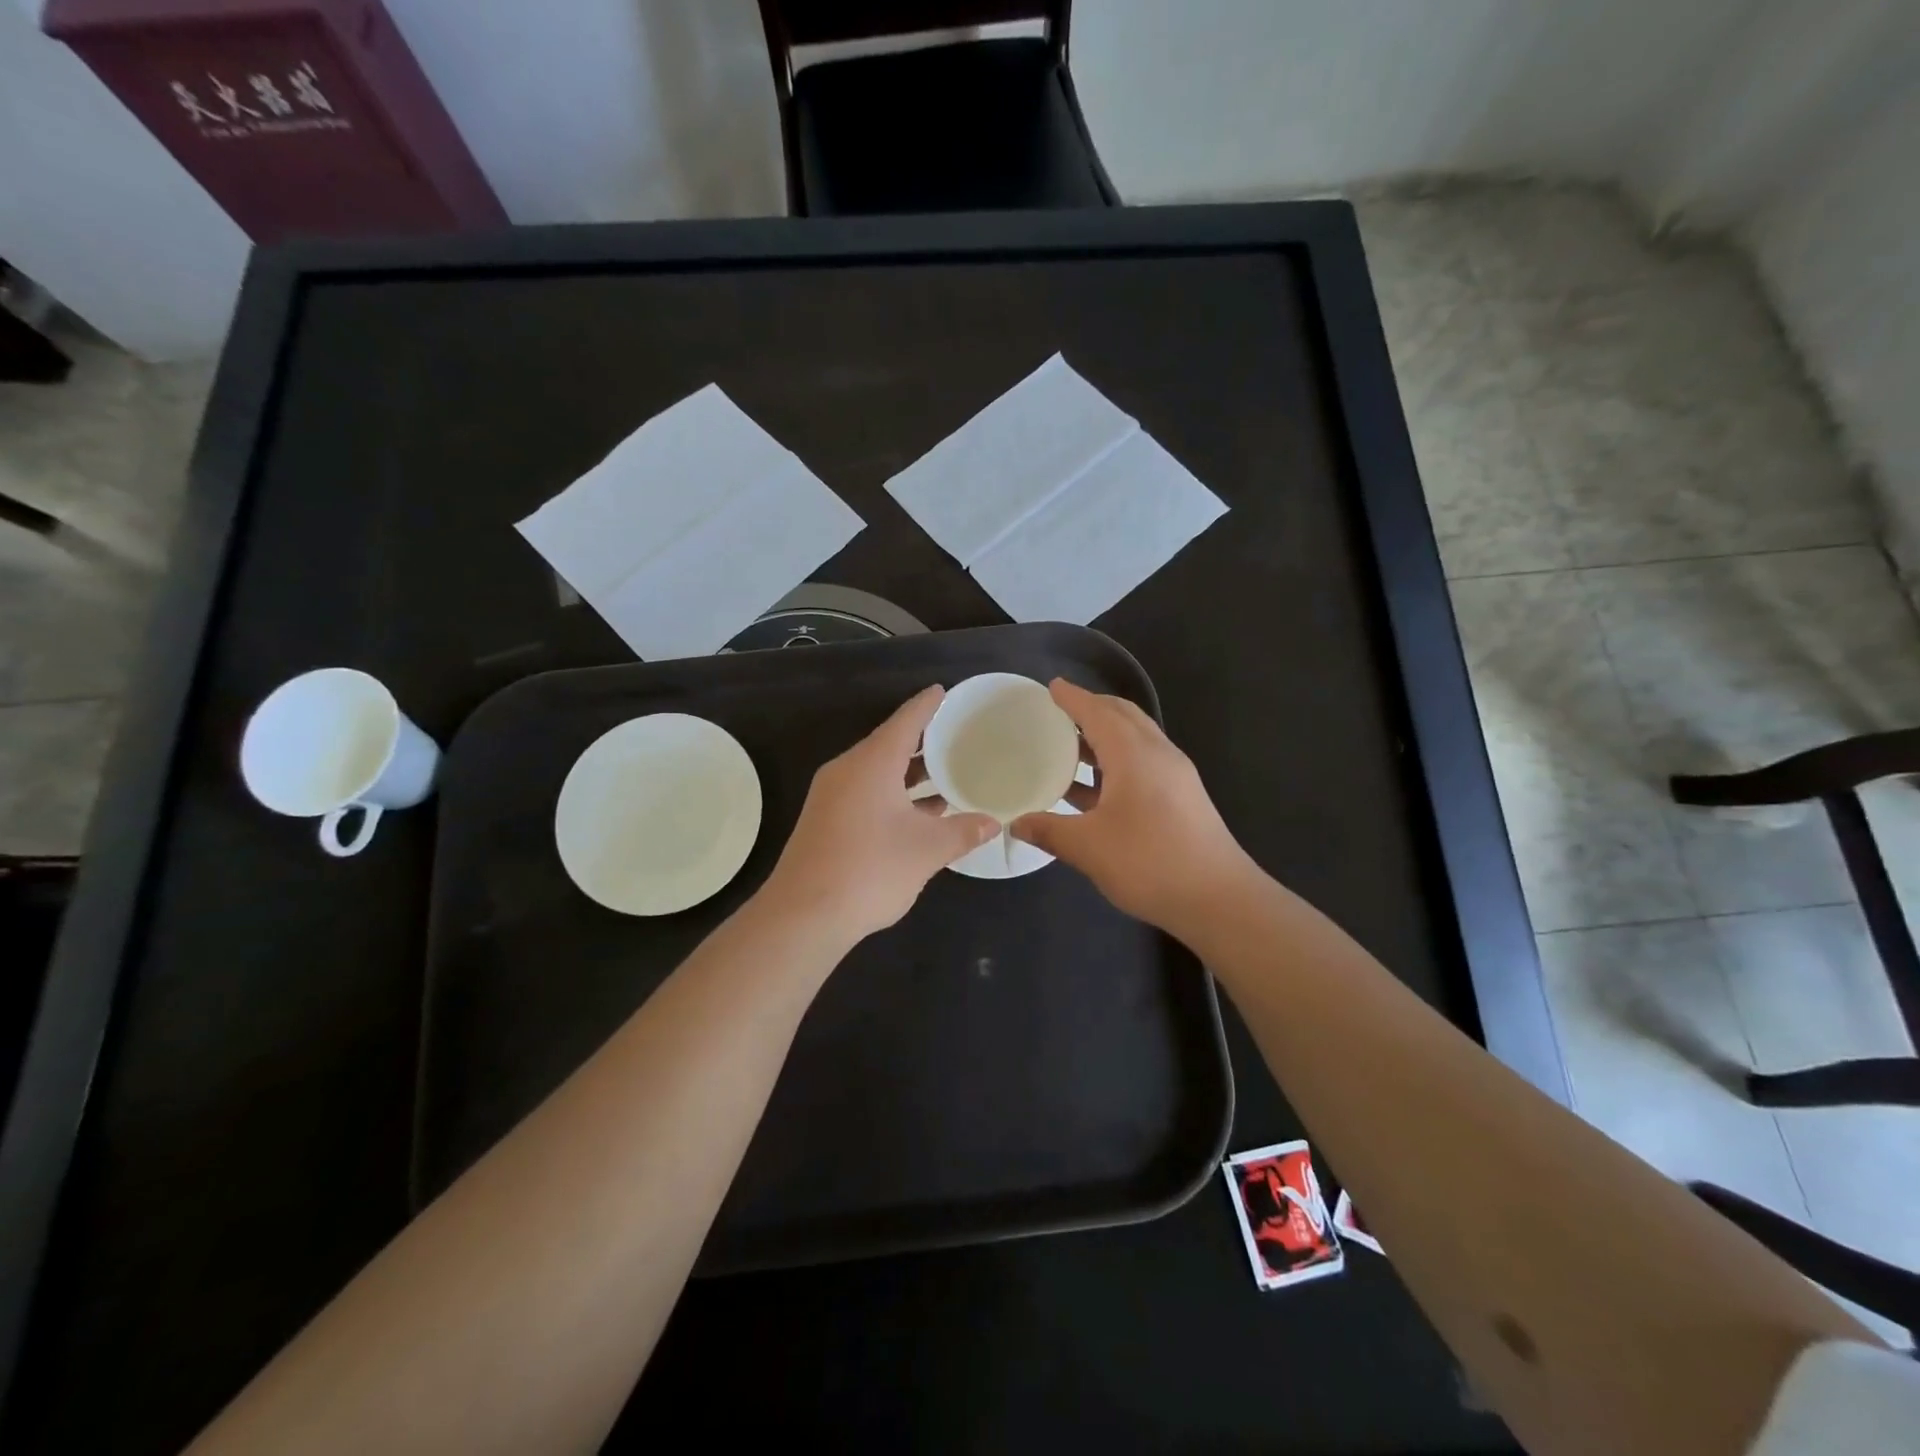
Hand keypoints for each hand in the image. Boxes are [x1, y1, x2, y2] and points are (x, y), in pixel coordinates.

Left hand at [762, 686, 999, 945]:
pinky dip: (894, 794)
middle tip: (957, 735)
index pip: (905, 721)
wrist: (803, 915)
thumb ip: (963, 831)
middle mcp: (848, 771)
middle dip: (923, 741)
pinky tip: (919, 812)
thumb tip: (992, 822)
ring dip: (909, 773)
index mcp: (872, 763)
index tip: (943, 691)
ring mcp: (832, 796)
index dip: (927, 705)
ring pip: (877, 772)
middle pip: (889, 745)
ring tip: (946, 774)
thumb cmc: (871, 869)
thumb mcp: (927, 850)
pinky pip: (866, 792)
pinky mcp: (826, 821)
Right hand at [1010, 679, 1254, 934]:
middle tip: (1060, 713)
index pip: (1098, 712)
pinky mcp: (1182, 797)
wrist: (1219, 899)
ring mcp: (1175, 775)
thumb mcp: (1088, 848)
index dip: (1073, 699)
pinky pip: (1144, 762)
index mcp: (1134, 754)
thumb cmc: (1149, 863)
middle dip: (1093, 709)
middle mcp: (1158, 754)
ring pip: (1136, 739)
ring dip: (1105, 736)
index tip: (1052, 687)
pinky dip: (1117, 760)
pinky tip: (1095, 788)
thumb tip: (1015, 823)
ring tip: (1071, 747)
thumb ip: (1048, 831)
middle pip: (1123, 716)